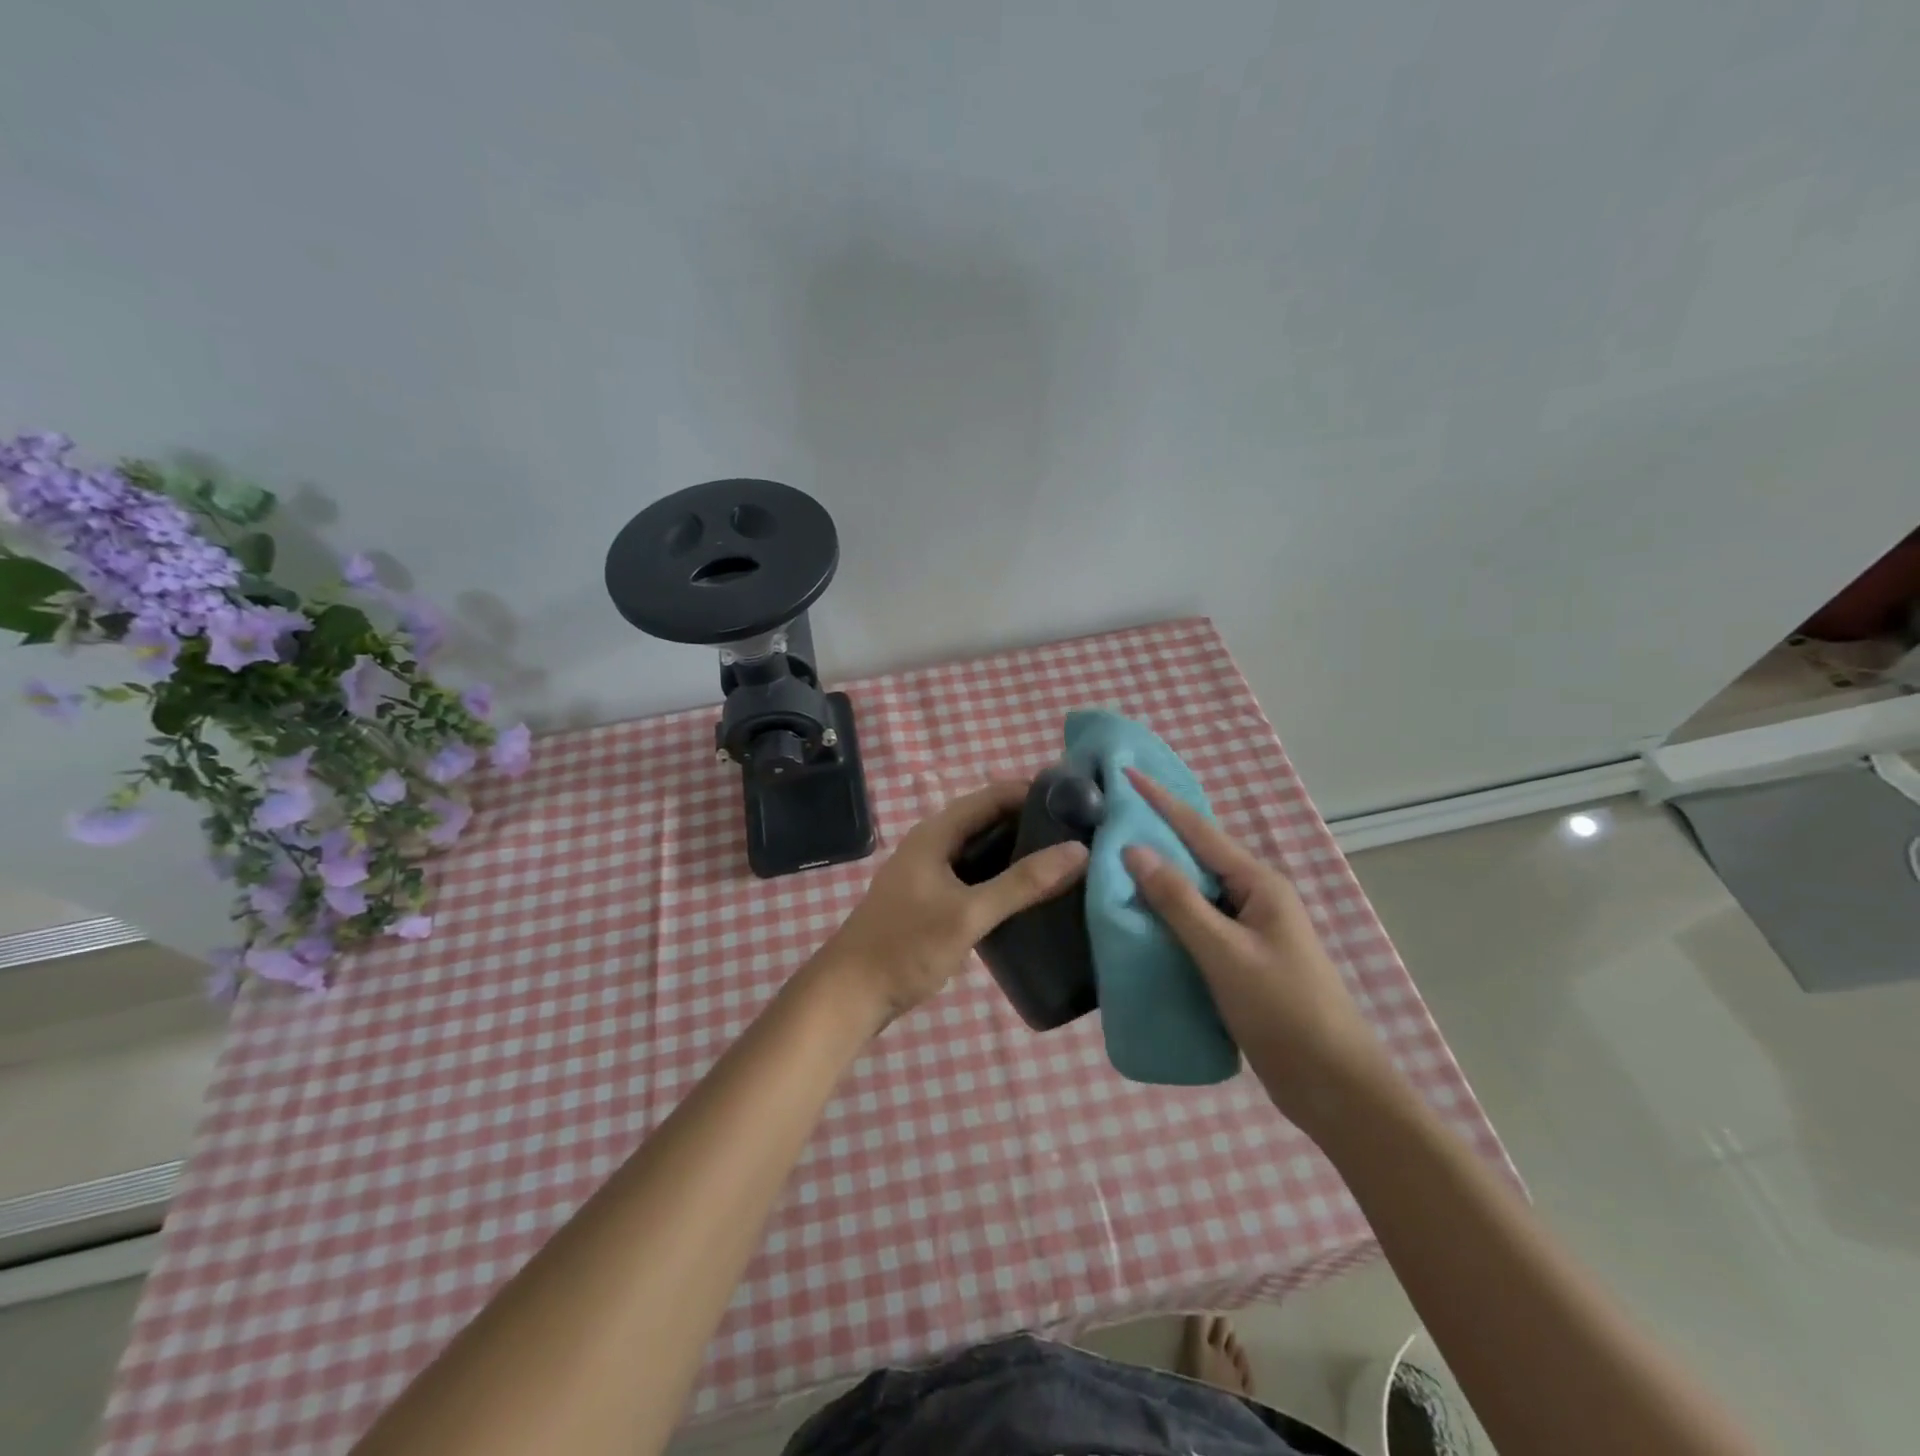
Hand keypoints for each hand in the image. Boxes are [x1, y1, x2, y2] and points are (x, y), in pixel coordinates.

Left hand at [814, 781, 1088, 1031]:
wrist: (851, 993)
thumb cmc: (907, 946)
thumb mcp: (969, 914)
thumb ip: (1022, 883)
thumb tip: (1079, 850)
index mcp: (937, 832)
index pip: (994, 795)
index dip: (1035, 794)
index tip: (1080, 804)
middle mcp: (935, 843)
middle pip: (991, 820)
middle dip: (1033, 824)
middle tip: (1083, 835)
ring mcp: (933, 872)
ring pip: (985, 850)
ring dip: (1021, 853)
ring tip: (1069, 861)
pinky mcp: (935, 899)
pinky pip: (977, 876)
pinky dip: (1005, 878)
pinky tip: (1034, 894)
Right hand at [1119, 768, 1392, 1125]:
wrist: (1332, 1086)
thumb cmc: (1282, 1010)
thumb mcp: (1224, 952)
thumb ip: (1178, 900)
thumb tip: (1134, 850)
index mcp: (1259, 884)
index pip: (1199, 830)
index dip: (1161, 801)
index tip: (1126, 773)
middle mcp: (1255, 897)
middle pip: (1196, 856)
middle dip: (1155, 835)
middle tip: (1108, 820)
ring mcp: (1249, 930)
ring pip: (1194, 892)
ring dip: (1158, 879)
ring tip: (1111, 865)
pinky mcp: (1241, 960)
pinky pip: (1196, 924)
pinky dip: (1167, 915)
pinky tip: (1138, 919)